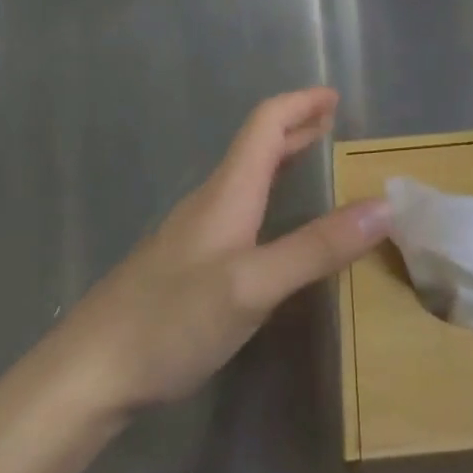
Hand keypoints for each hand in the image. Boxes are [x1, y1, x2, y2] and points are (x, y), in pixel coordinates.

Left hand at [58, 89, 391, 417]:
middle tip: (332, 122)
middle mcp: (210, 202)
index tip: (335, 97)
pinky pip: (237, 208)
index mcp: (227, 192)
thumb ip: (318, 247)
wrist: (87, 375)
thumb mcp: (254, 285)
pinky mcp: (185, 265)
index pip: (265, 124)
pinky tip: (270, 225)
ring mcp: (193, 234)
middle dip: (296, 126)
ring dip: (281, 157)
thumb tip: (384, 206)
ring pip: (245, 177)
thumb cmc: (171, 321)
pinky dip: (267, 193)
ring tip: (311, 158)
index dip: (300, 104)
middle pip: (256, 146)